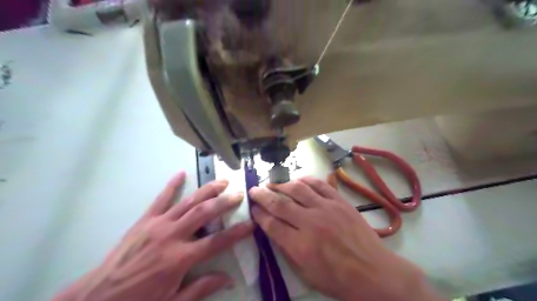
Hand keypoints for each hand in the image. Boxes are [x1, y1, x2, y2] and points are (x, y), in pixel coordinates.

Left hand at [50, 171, 253, 300]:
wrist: (96, 299)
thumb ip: (202, 288)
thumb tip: (230, 279)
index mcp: (180, 258)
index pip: (217, 241)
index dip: (237, 232)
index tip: (251, 223)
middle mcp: (172, 236)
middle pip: (204, 213)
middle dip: (225, 202)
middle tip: (239, 194)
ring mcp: (157, 225)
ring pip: (188, 201)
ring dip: (207, 190)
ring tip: (222, 181)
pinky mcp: (144, 220)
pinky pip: (161, 199)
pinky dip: (172, 185)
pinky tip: (181, 173)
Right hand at [250, 177, 442, 300]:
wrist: (374, 272)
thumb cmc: (338, 279)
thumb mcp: (306, 274)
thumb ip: (287, 250)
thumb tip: (273, 229)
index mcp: (301, 246)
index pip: (271, 224)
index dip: (258, 214)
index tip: (253, 209)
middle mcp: (311, 223)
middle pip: (280, 203)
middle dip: (263, 195)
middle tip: (254, 190)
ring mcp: (327, 209)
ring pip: (297, 189)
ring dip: (281, 184)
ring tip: (272, 183)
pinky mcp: (339, 201)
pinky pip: (319, 184)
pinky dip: (305, 180)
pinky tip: (297, 180)